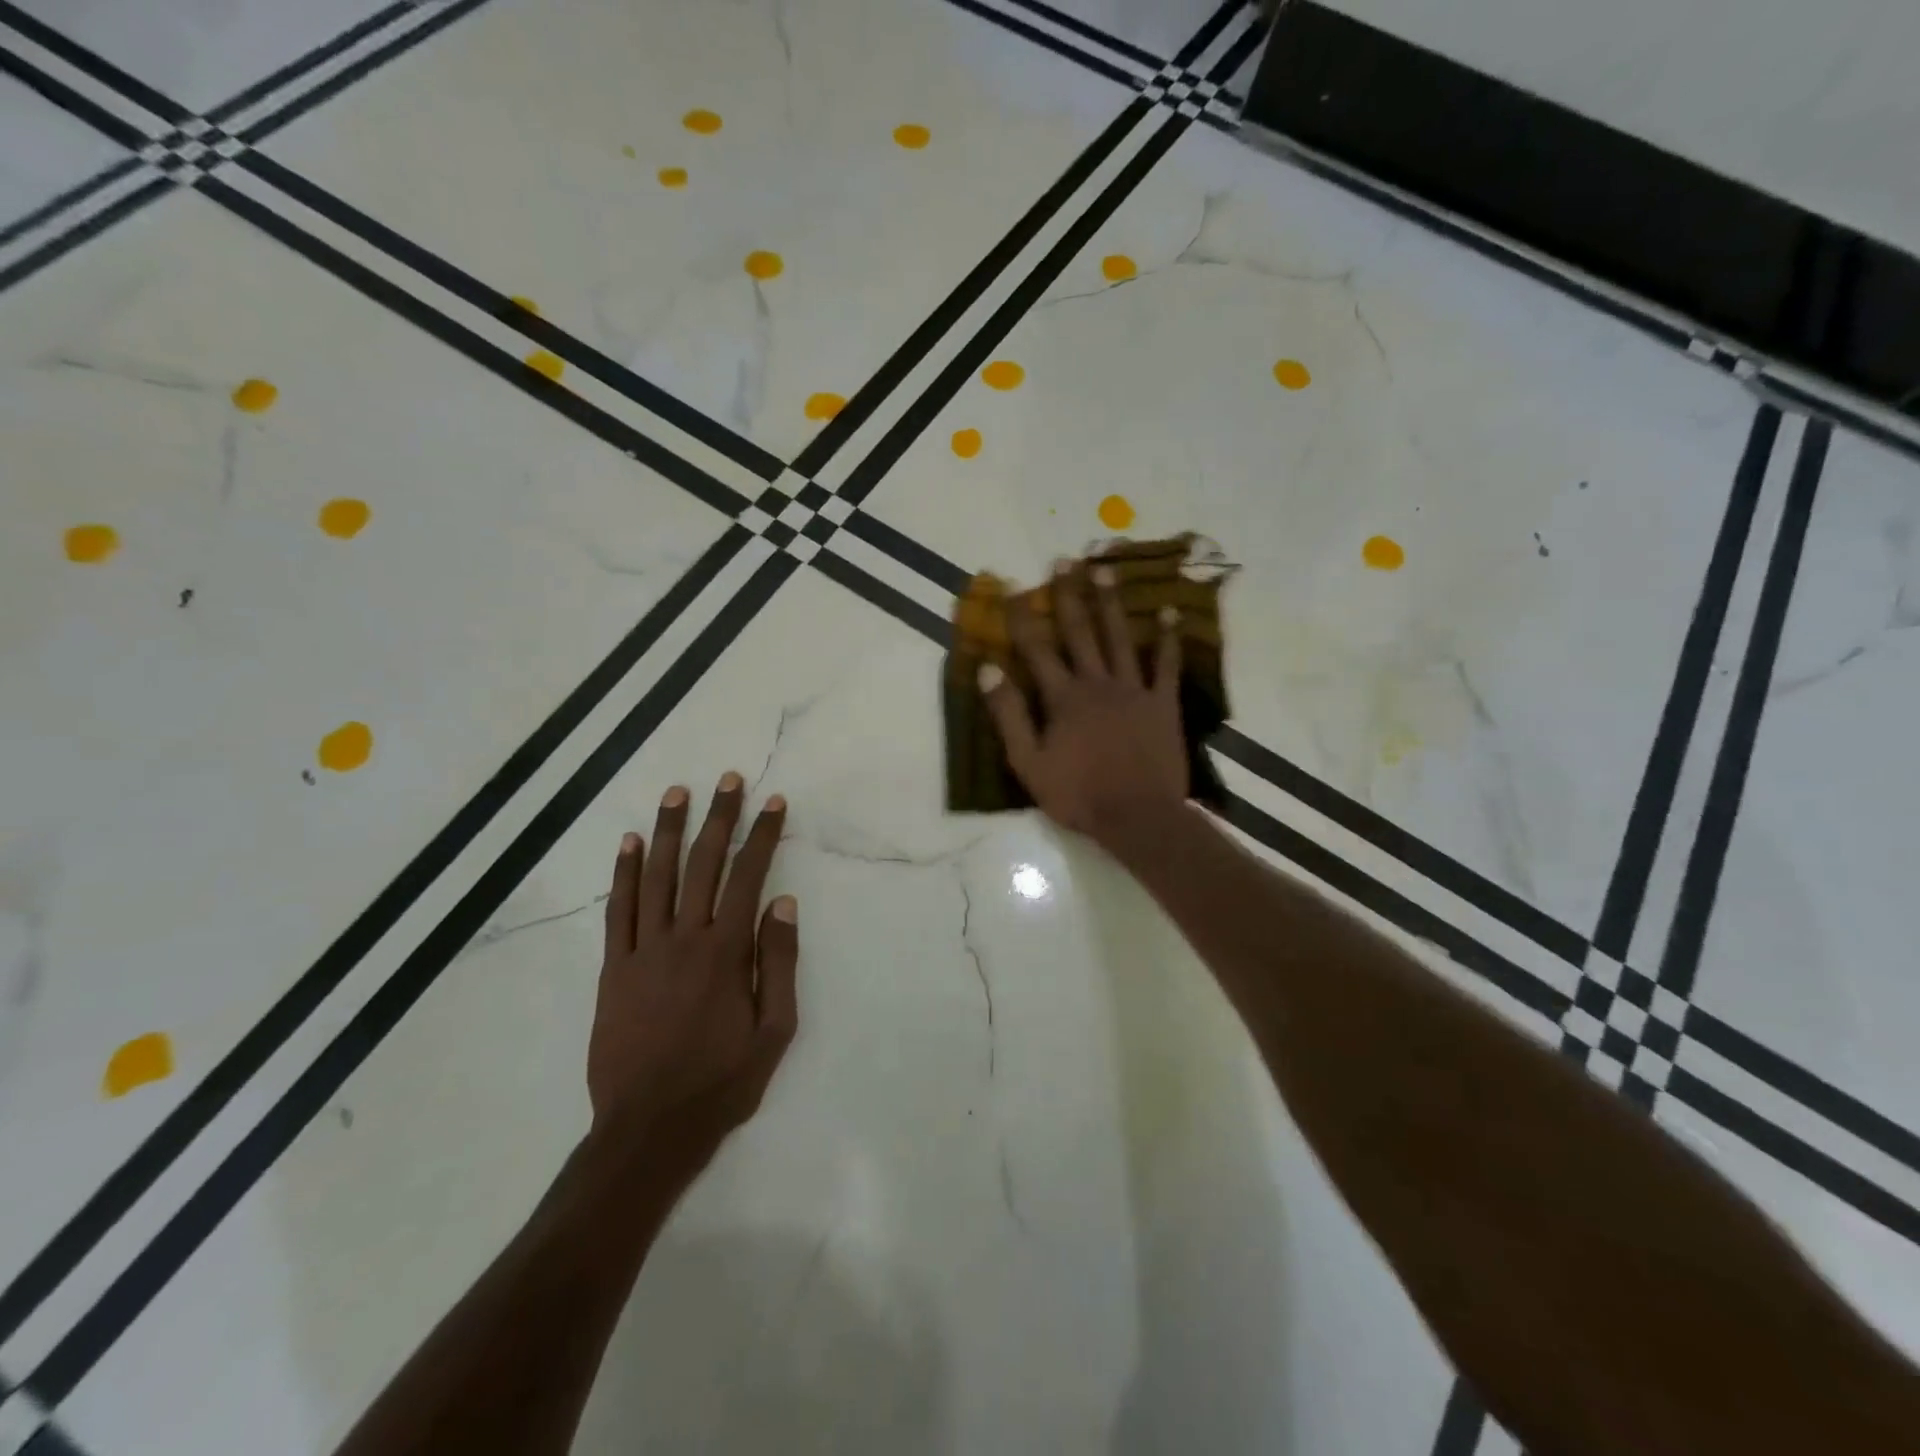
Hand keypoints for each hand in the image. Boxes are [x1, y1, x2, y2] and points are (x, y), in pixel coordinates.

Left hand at [588, 774, 798, 1154]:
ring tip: (677, 793)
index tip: (773, 802)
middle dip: (718, 817)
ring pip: (655, 877)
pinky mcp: (612, 969)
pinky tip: (627, 844)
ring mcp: (642, 951)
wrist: (648, 1128)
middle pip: (701, 864)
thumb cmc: (721, 1081)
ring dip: (667, 831)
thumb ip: (778, 962)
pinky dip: (622, 874)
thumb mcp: (774, 1030)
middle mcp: (683, 939)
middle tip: (728, 779)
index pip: (748, 876)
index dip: (762, 835)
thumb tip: (782, 902)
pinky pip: (617, 910)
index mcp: (725, 952)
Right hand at [979, 563, 1189, 848]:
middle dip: (1069, 595)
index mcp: (1063, 698)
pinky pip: (1165, 665)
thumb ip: (1008, 715)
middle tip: (1064, 560)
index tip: (1013, 587)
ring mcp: (1133, 690)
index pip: (1036, 649)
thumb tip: (988, 668)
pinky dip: (1167, 639)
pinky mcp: (1162, 703)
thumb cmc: (1078, 794)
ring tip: (1106, 570)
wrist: (1137, 816)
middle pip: (1080, 632)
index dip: (1022, 618)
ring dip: (1110, 603)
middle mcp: (1097, 683)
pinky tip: (1169, 613)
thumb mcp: (1028, 762)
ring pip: (1119, 638)